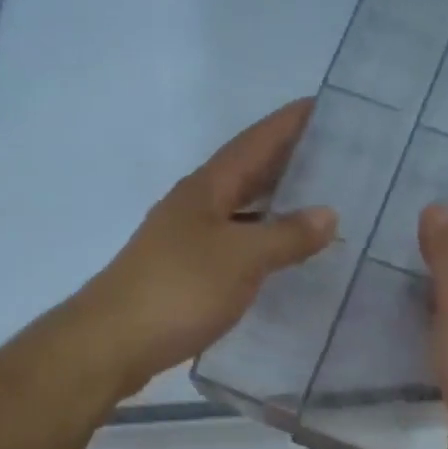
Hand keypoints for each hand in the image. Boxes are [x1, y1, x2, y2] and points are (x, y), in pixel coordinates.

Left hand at [80, 99, 336, 395]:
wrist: (111, 343)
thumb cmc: (178, 290)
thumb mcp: (241, 258)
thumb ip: (286, 235)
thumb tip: (329, 213)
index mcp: (207, 188)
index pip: (255, 142)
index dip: (288, 123)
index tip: (325, 105)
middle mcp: (196, 205)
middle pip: (248, 170)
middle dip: (288, 157)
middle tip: (336, 151)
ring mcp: (188, 238)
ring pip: (242, 206)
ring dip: (277, 199)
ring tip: (320, 197)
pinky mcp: (187, 271)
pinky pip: (236, 240)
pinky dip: (263, 238)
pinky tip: (283, 252)